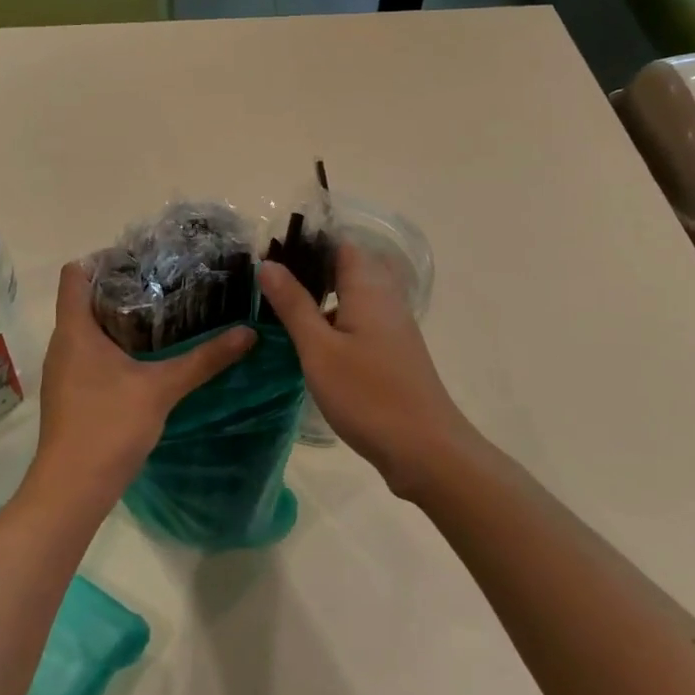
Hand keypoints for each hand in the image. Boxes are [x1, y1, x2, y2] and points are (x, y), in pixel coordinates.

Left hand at [29, 262, 254, 506]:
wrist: (72, 489)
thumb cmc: (109, 426)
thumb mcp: (162, 388)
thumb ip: (204, 359)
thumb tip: (248, 333)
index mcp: (75, 330)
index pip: (75, 274)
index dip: (102, 259)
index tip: (140, 258)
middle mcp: (64, 343)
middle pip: (84, 299)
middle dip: (121, 287)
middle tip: (164, 282)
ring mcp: (64, 370)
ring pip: (88, 328)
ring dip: (119, 318)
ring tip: (162, 313)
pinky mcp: (71, 393)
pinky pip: (90, 353)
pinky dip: (114, 346)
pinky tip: (147, 356)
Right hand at [259, 244, 475, 496]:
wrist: (426, 450)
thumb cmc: (368, 395)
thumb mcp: (319, 349)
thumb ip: (294, 305)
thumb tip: (269, 263)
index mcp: (368, 288)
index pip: (340, 245)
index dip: (307, 243)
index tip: (271, 251)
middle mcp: (385, 299)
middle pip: (347, 268)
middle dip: (310, 270)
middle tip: (268, 282)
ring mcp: (392, 327)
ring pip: (352, 297)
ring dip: (320, 298)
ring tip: (279, 307)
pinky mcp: (392, 352)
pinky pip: (359, 321)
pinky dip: (334, 321)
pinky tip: (309, 341)